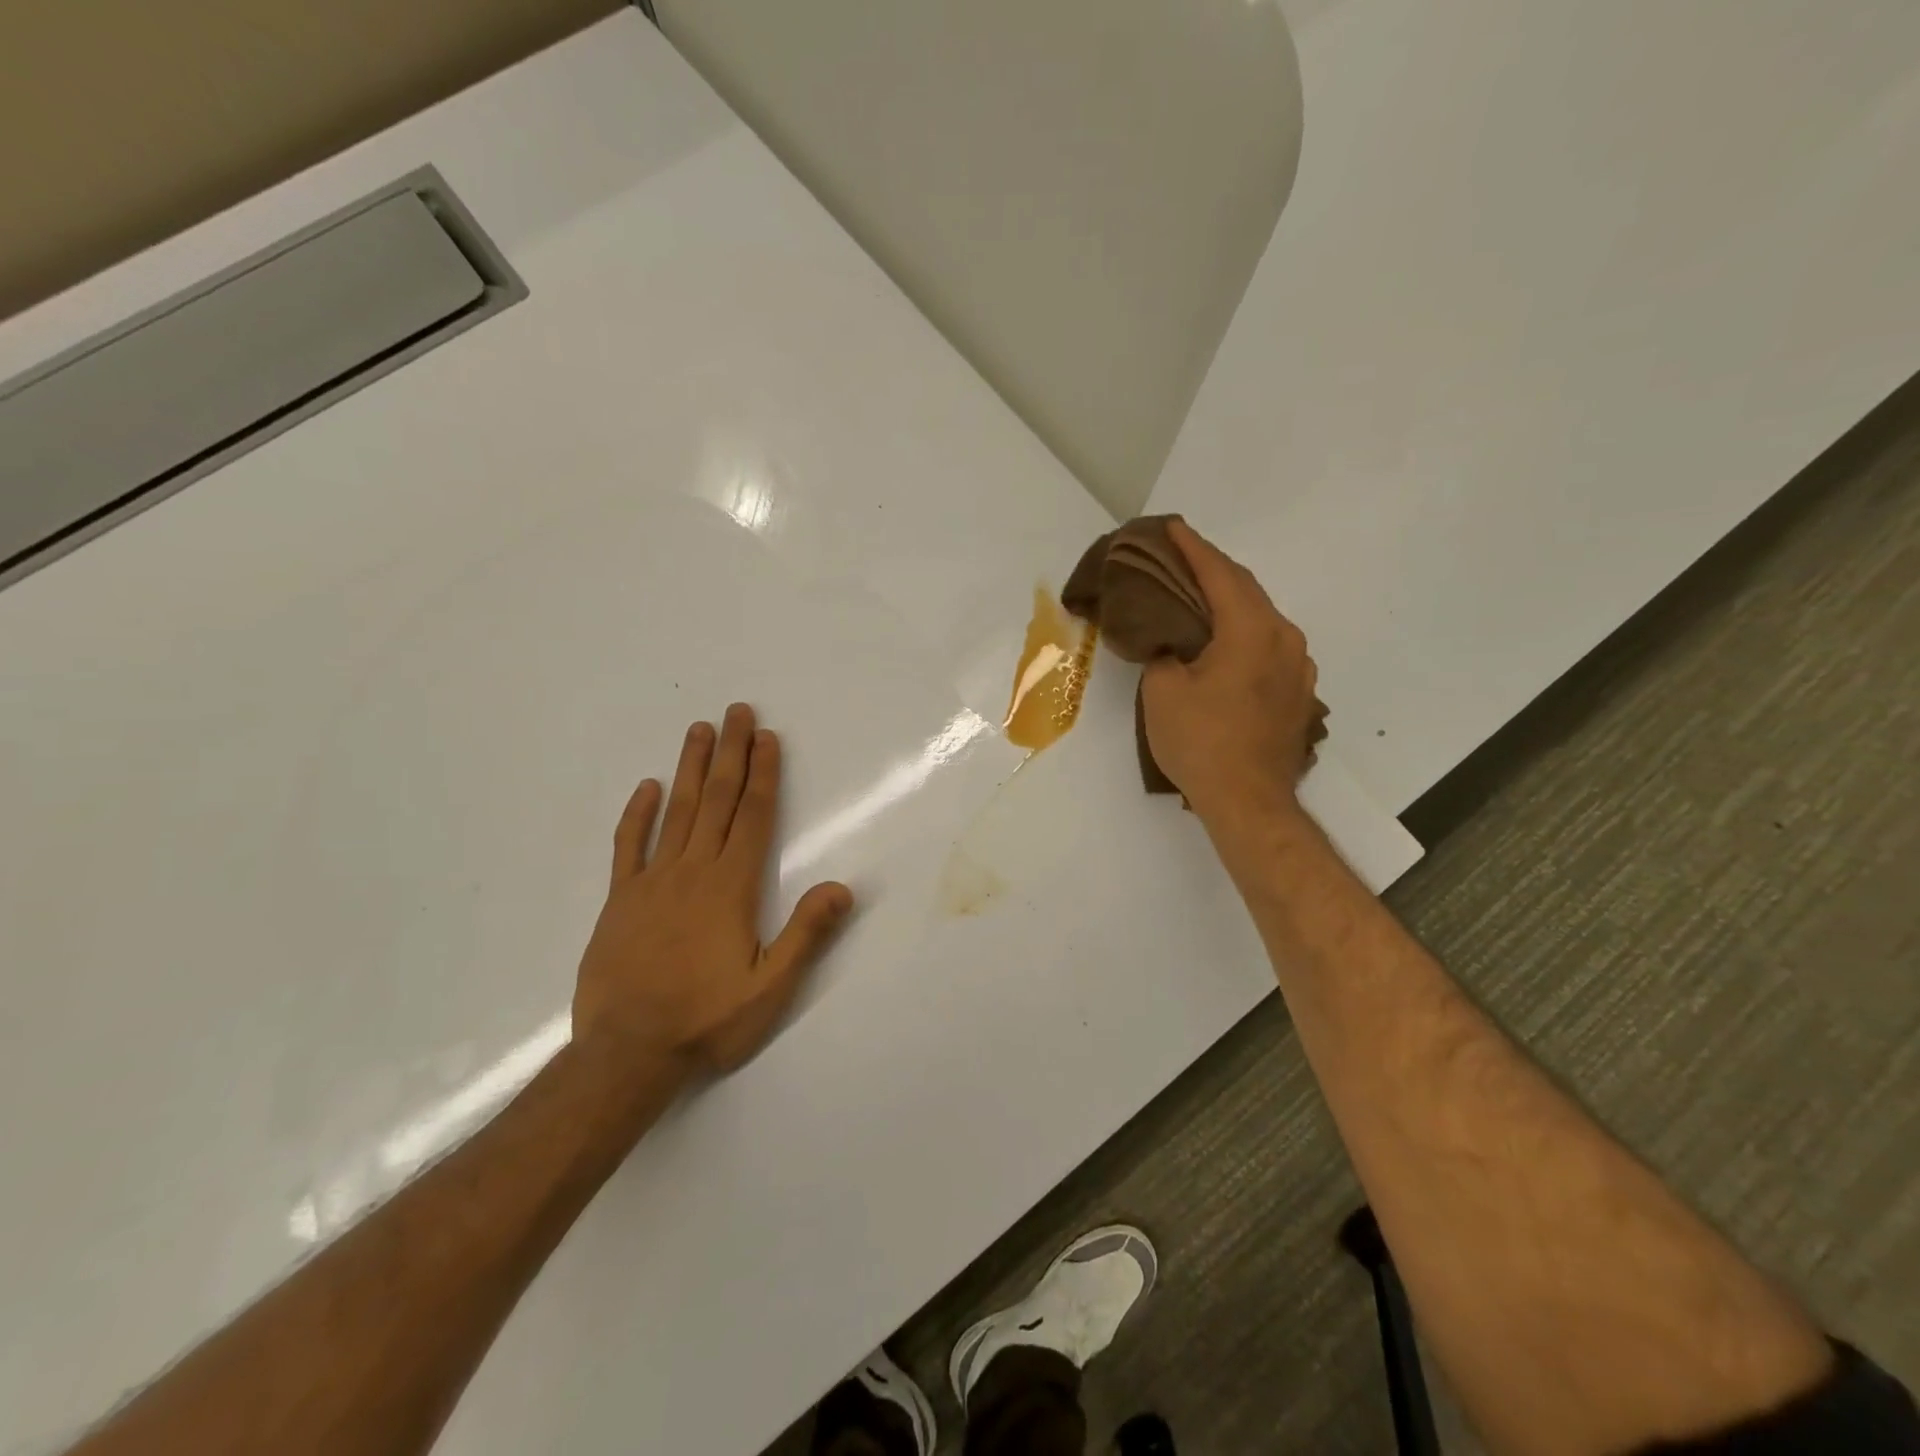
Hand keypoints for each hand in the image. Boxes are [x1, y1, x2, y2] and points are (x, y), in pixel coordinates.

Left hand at [573, 704, 852, 1077]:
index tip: (767, 737)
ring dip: (690, 768)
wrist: (626, 1054)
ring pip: (675, 812)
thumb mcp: (770, 988)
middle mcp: (692, 871)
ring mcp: (652, 882)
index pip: (752, 817)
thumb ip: (806, 934)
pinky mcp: (620, 900)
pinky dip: (638, 814)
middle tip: (737, 711)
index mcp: (731, 887)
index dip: (763, 774)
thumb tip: (843, 886)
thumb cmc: (706, 1020)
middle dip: (730, 753)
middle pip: (716, 800)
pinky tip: (647, 787)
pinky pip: (628, 846)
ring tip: (699, 729)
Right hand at [1140, 519, 1321, 824]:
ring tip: (1198, 598)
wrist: (1249, 801)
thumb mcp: (1162, 692)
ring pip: (1260, 618)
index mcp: (1251, 630)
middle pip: (1246, 589)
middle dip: (1212, 570)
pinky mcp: (1298, 692)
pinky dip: (1242, 633)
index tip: (1172, 527)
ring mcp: (1298, 667)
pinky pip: (1268, 646)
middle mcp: (1284, 638)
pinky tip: (1223, 642)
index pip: (1220, 574)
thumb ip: (1163, 653)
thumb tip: (1171, 646)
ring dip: (1229, 602)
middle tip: (1180, 557)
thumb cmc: (1201, 743)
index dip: (1192, 548)